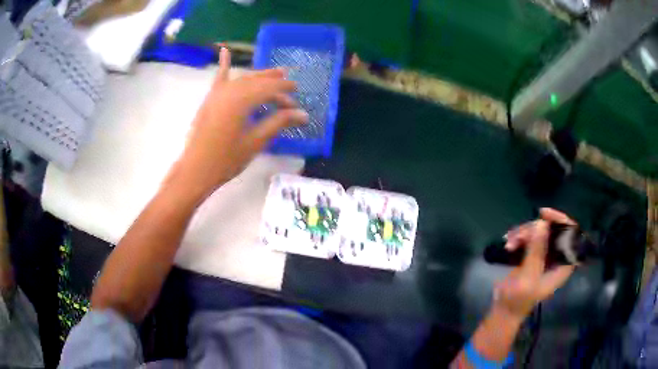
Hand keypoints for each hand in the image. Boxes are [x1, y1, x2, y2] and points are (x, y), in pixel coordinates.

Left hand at [168, 47, 308, 198]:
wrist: (196, 169)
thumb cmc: (226, 159)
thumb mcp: (256, 141)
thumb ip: (278, 123)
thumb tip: (303, 114)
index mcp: (243, 99)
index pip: (271, 89)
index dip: (286, 92)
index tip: (297, 101)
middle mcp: (231, 89)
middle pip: (258, 81)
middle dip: (276, 83)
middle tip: (292, 87)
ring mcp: (218, 92)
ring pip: (244, 78)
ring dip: (260, 76)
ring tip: (275, 73)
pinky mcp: (210, 99)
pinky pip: (219, 78)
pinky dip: (223, 64)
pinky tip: (224, 49)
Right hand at [493, 208, 576, 321]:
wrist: (504, 310)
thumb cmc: (518, 300)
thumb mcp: (528, 278)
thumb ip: (536, 252)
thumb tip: (541, 223)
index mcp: (563, 264)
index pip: (571, 234)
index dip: (561, 221)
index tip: (543, 215)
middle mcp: (557, 256)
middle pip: (553, 229)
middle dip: (535, 229)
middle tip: (518, 237)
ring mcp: (545, 254)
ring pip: (539, 231)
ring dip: (523, 233)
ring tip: (509, 244)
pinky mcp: (533, 254)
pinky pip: (529, 236)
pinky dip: (519, 236)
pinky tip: (508, 243)